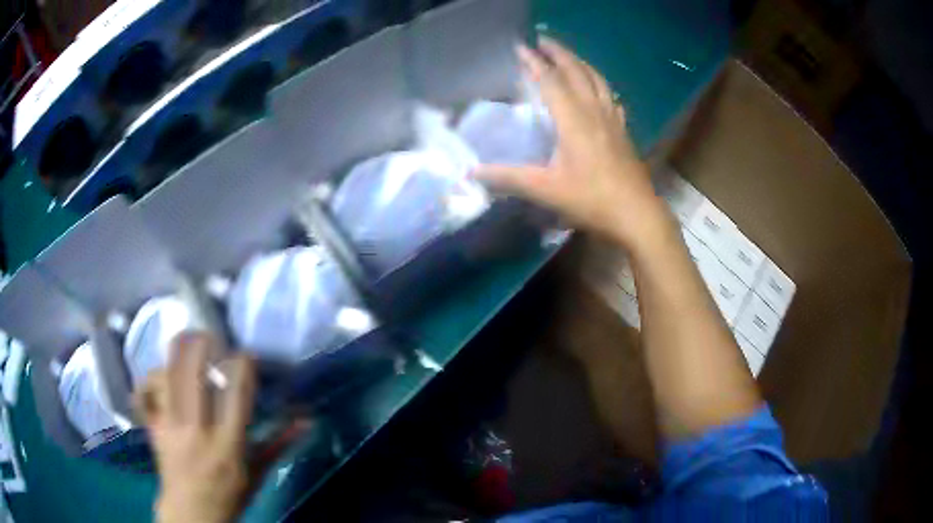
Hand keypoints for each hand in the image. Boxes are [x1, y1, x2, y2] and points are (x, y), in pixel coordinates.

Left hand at [135, 333, 306, 522]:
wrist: (191, 513)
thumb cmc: (229, 495)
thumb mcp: (258, 473)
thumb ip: (278, 443)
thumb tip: (306, 419)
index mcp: (229, 444)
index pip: (237, 393)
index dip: (242, 365)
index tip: (246, 355)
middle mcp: (197, 430)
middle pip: (193, 373)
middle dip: (202, 345)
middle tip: (211, 337)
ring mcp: (171, 426)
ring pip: (168, 375)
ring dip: (177, 354)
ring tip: (186, 344)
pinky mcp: (154, 427)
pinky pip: (147, 391)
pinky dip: (151, 378)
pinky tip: (160, 374)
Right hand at [475, 36, 667, 246]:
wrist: (636, 214)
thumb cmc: (591, 200)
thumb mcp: (545, 190)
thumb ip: (508, 178)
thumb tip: (471, 172)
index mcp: (573, 120)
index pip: (550, 81)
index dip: (533, 62)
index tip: (520, 46)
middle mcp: (594, 112)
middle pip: (576, 72)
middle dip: (559, 53)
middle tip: (543, 40)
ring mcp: (612, 120)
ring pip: (597, 80)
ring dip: (580, 63)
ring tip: (567, 56)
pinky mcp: (623, 131)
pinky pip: (610, 97)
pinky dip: (600, 84)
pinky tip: (598, 88)